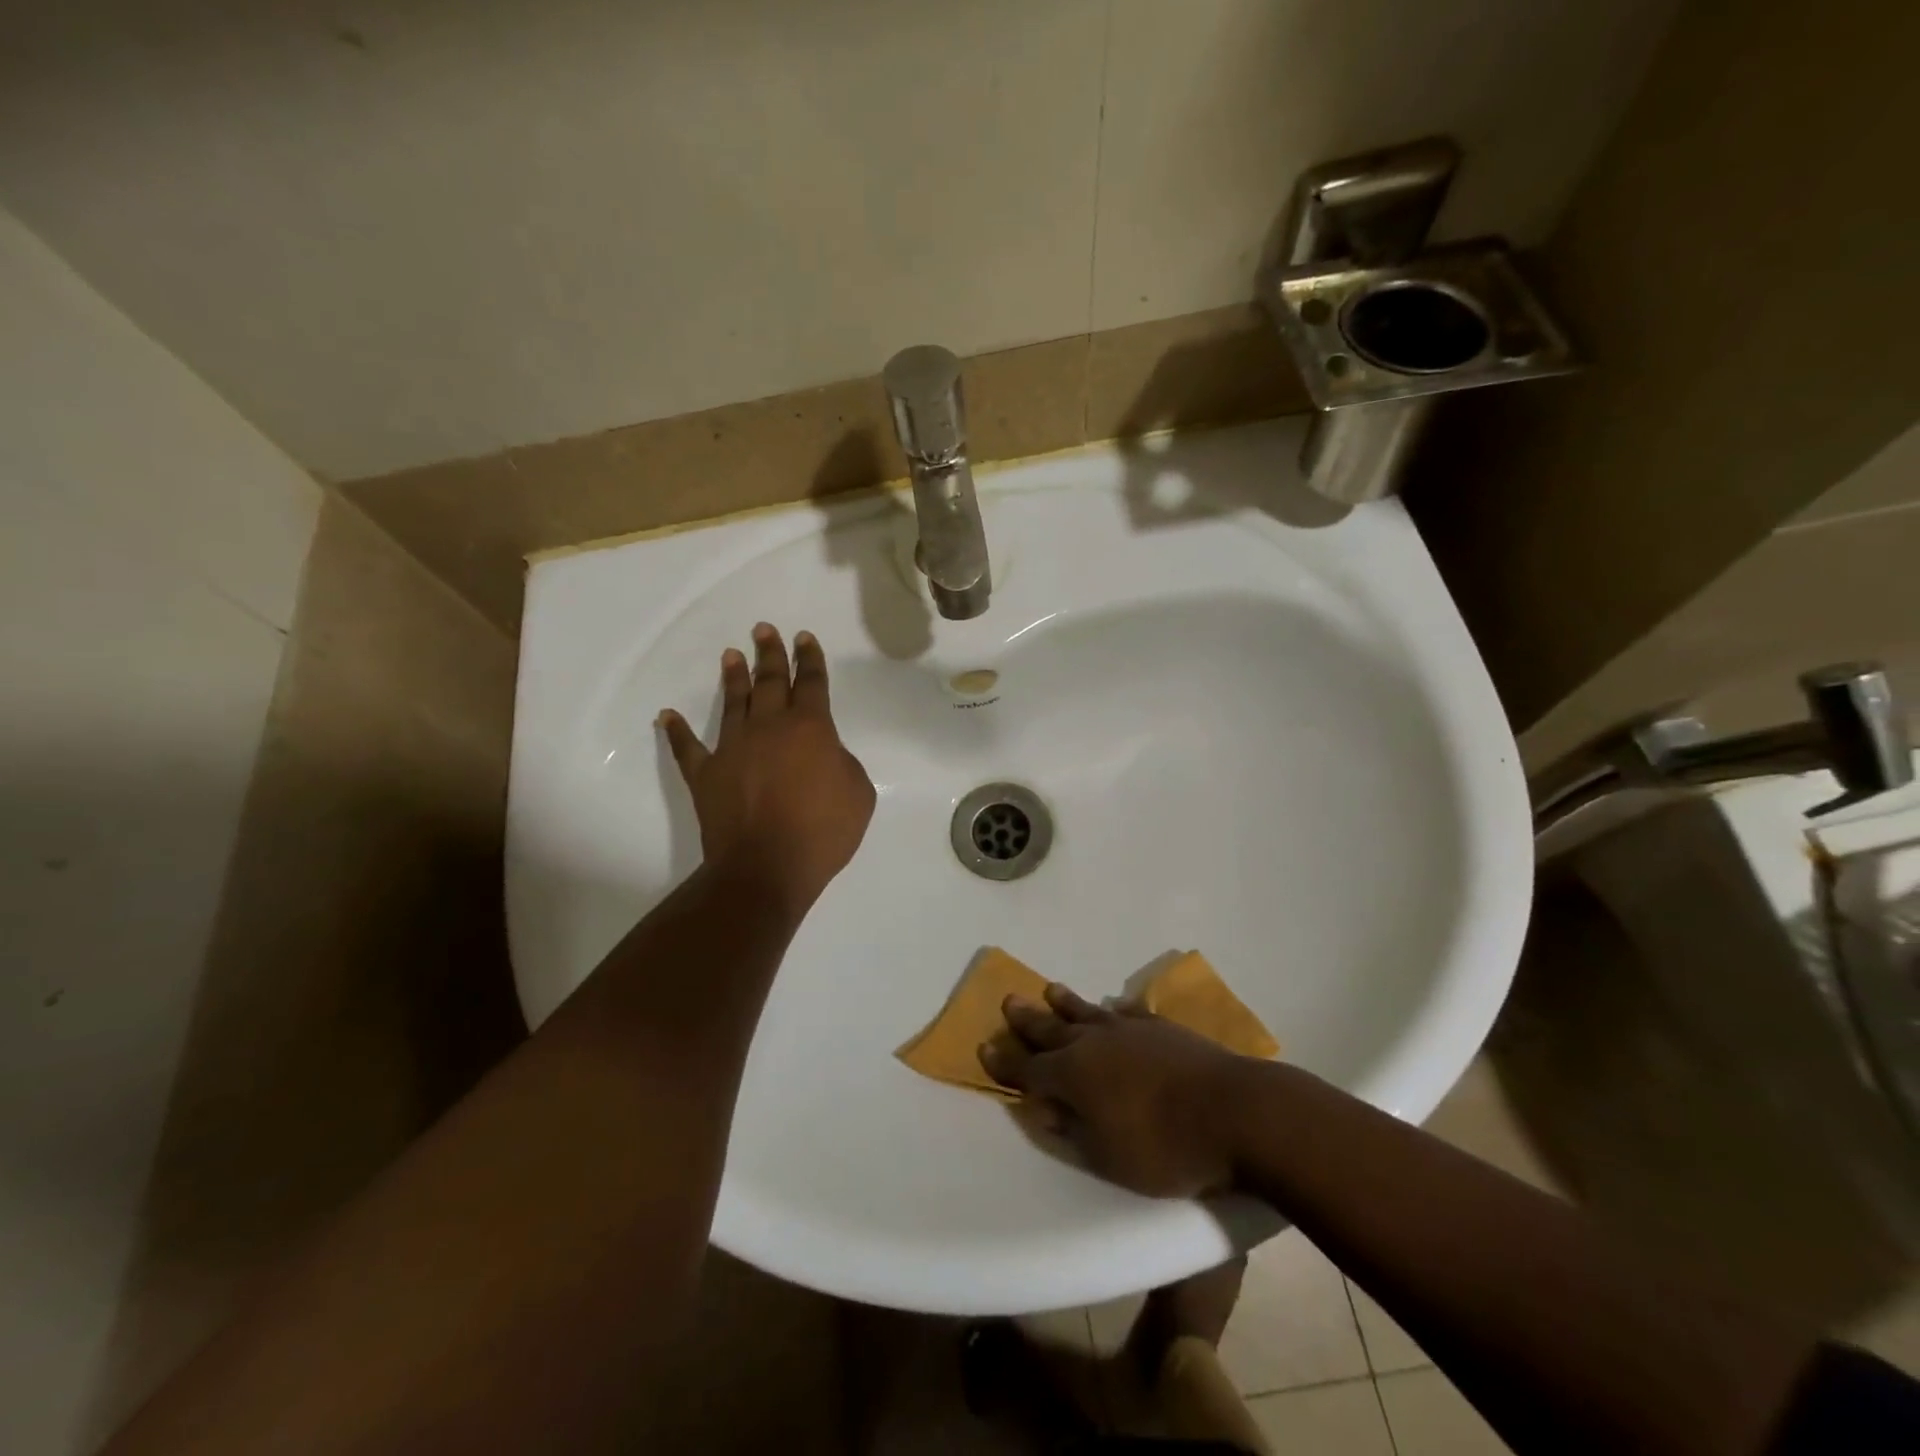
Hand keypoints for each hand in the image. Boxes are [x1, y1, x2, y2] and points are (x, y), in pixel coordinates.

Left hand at [659, 624, 875, 916]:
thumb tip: (824, 755)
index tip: (804, 637)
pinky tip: (667, 716)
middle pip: (770, 681)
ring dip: (733, 678)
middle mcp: (769, 728)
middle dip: (770, 653)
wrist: (766, 867)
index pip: (811, 682)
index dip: (809, 659)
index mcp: (810, 728)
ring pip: (733, 703)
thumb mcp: (859, 793)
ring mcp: (733, 748)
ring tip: (731, 654)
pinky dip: (677, 732)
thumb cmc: (822, 831)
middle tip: (764, 629)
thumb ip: (843, 763)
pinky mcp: (706, 774)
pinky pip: (688, 748)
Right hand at [979, 984, 1250, 1197]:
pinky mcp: (1160, 1027)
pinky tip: (1110, 1008)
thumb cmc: (1165, 1147)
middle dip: (1027, 1020)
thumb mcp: (1107, 1156)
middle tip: (1008, 1001)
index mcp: (1073, 1076)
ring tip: (1049, 989)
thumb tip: (1042, 1106)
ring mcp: (1128, 1030)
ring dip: (1065, 1003)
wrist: (1235, 1112)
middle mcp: (1092, 1044)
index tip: (983, 1048)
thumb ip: (1071, 1129)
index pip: (1028, 1069)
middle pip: (1051, 1029)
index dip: (1004, 1063)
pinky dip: (1111, 1010)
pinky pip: (1125, 1012)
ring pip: (1086, 1012)